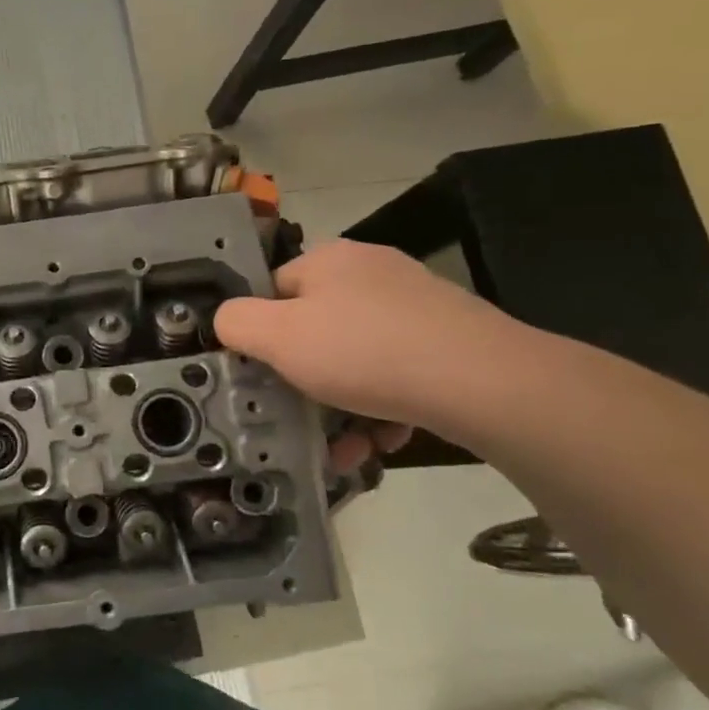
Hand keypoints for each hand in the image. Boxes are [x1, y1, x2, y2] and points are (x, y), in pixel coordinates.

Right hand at [214, 241, 519, 460]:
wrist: (482, 382)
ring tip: (345, 449)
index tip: (263, 373)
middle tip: (300, 416)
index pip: (273, 290)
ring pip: (358, 358)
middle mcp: (372, 272)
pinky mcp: (450, 339)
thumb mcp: (277, 337)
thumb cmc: (363, 352)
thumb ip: (235, 322)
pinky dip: (384, 408)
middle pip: (316, 328)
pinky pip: (398, 373)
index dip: (261, 333)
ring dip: (343, 405)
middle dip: (305, 380)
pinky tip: (384, 441)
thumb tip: (226, 319)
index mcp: (329, 260)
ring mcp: (416, 305)